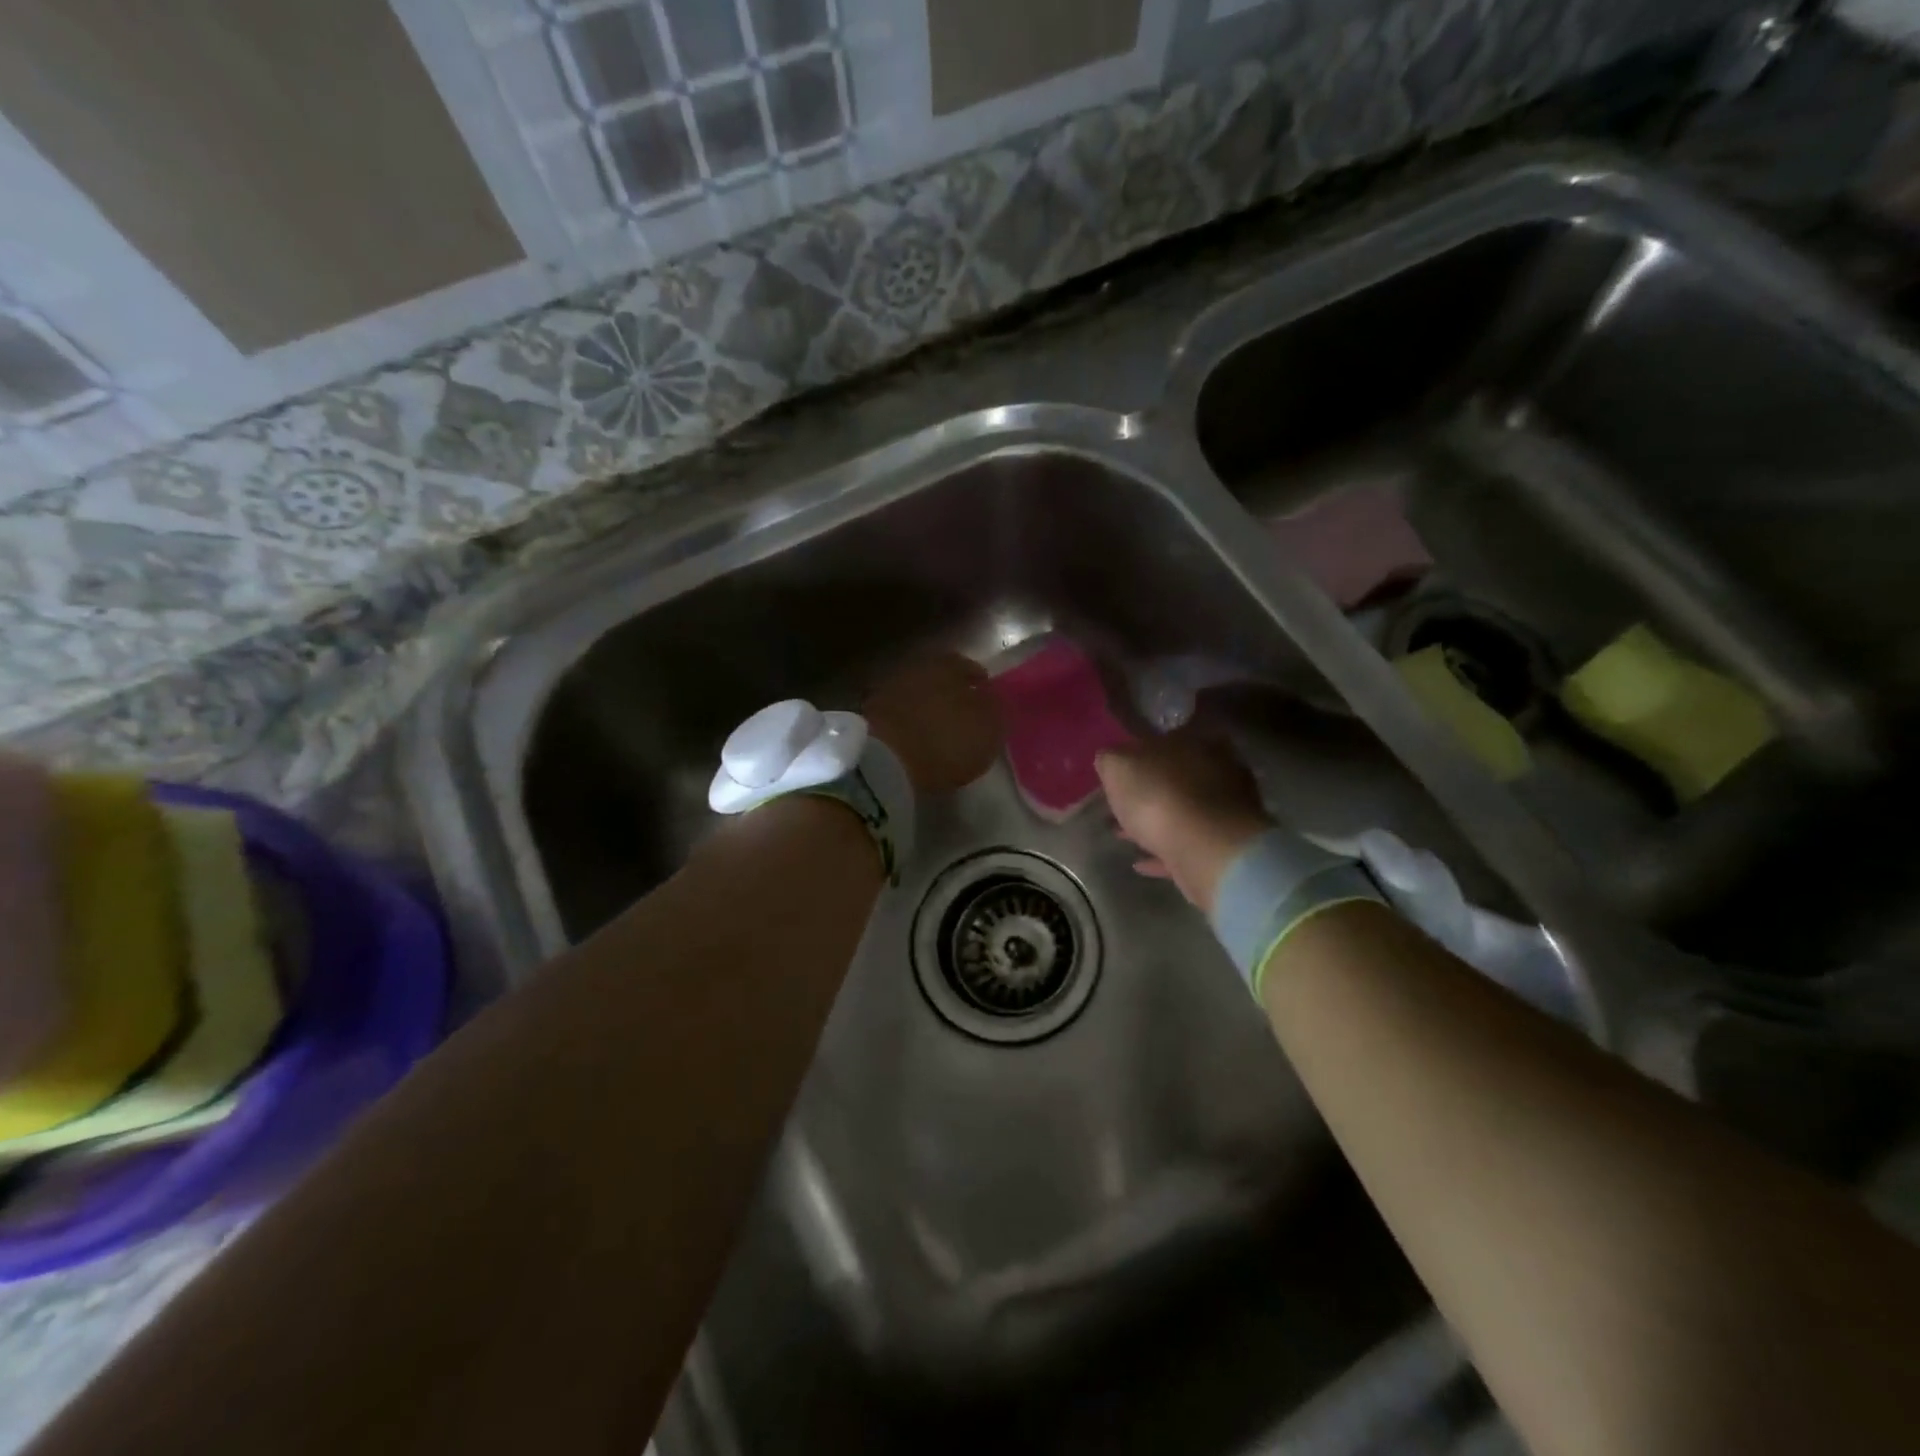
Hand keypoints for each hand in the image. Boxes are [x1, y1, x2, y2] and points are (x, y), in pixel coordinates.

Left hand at [863, 653, 999, 794]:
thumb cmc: (946, 741)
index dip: (978, 682)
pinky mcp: (867, 714)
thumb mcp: (988, 729)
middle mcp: (916, 668)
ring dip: (925, 708)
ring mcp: (887, 689)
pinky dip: (905, 723)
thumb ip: (994, 709)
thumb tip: (991, 698)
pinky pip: (895, 714)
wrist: (884, 761)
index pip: (968, 667)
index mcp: (949, 665)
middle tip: (960, 713)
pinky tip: (912, 739)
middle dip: (949, 692)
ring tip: (935, 729)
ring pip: (914, 693)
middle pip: (938, 677)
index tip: (984, 697)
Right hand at [1095, 730, 1272, 912]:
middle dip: (1147, 791)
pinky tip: (1142, 862)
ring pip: (1181, 812)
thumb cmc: (1158, 798)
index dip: (1137, 757)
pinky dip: (1164, 851)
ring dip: (1154, 823)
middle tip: (1119, 807)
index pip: (1163, 741)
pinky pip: (1187, 844)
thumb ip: (1111, 760)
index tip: (1118, 776)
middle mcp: (1218, 768)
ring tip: (1123, 835)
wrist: (1206, 850)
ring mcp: (1226, 809)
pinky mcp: (1226, 845)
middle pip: (1175, 777)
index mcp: (1194, 741)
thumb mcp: (1117, 767)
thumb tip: (1111, 760)